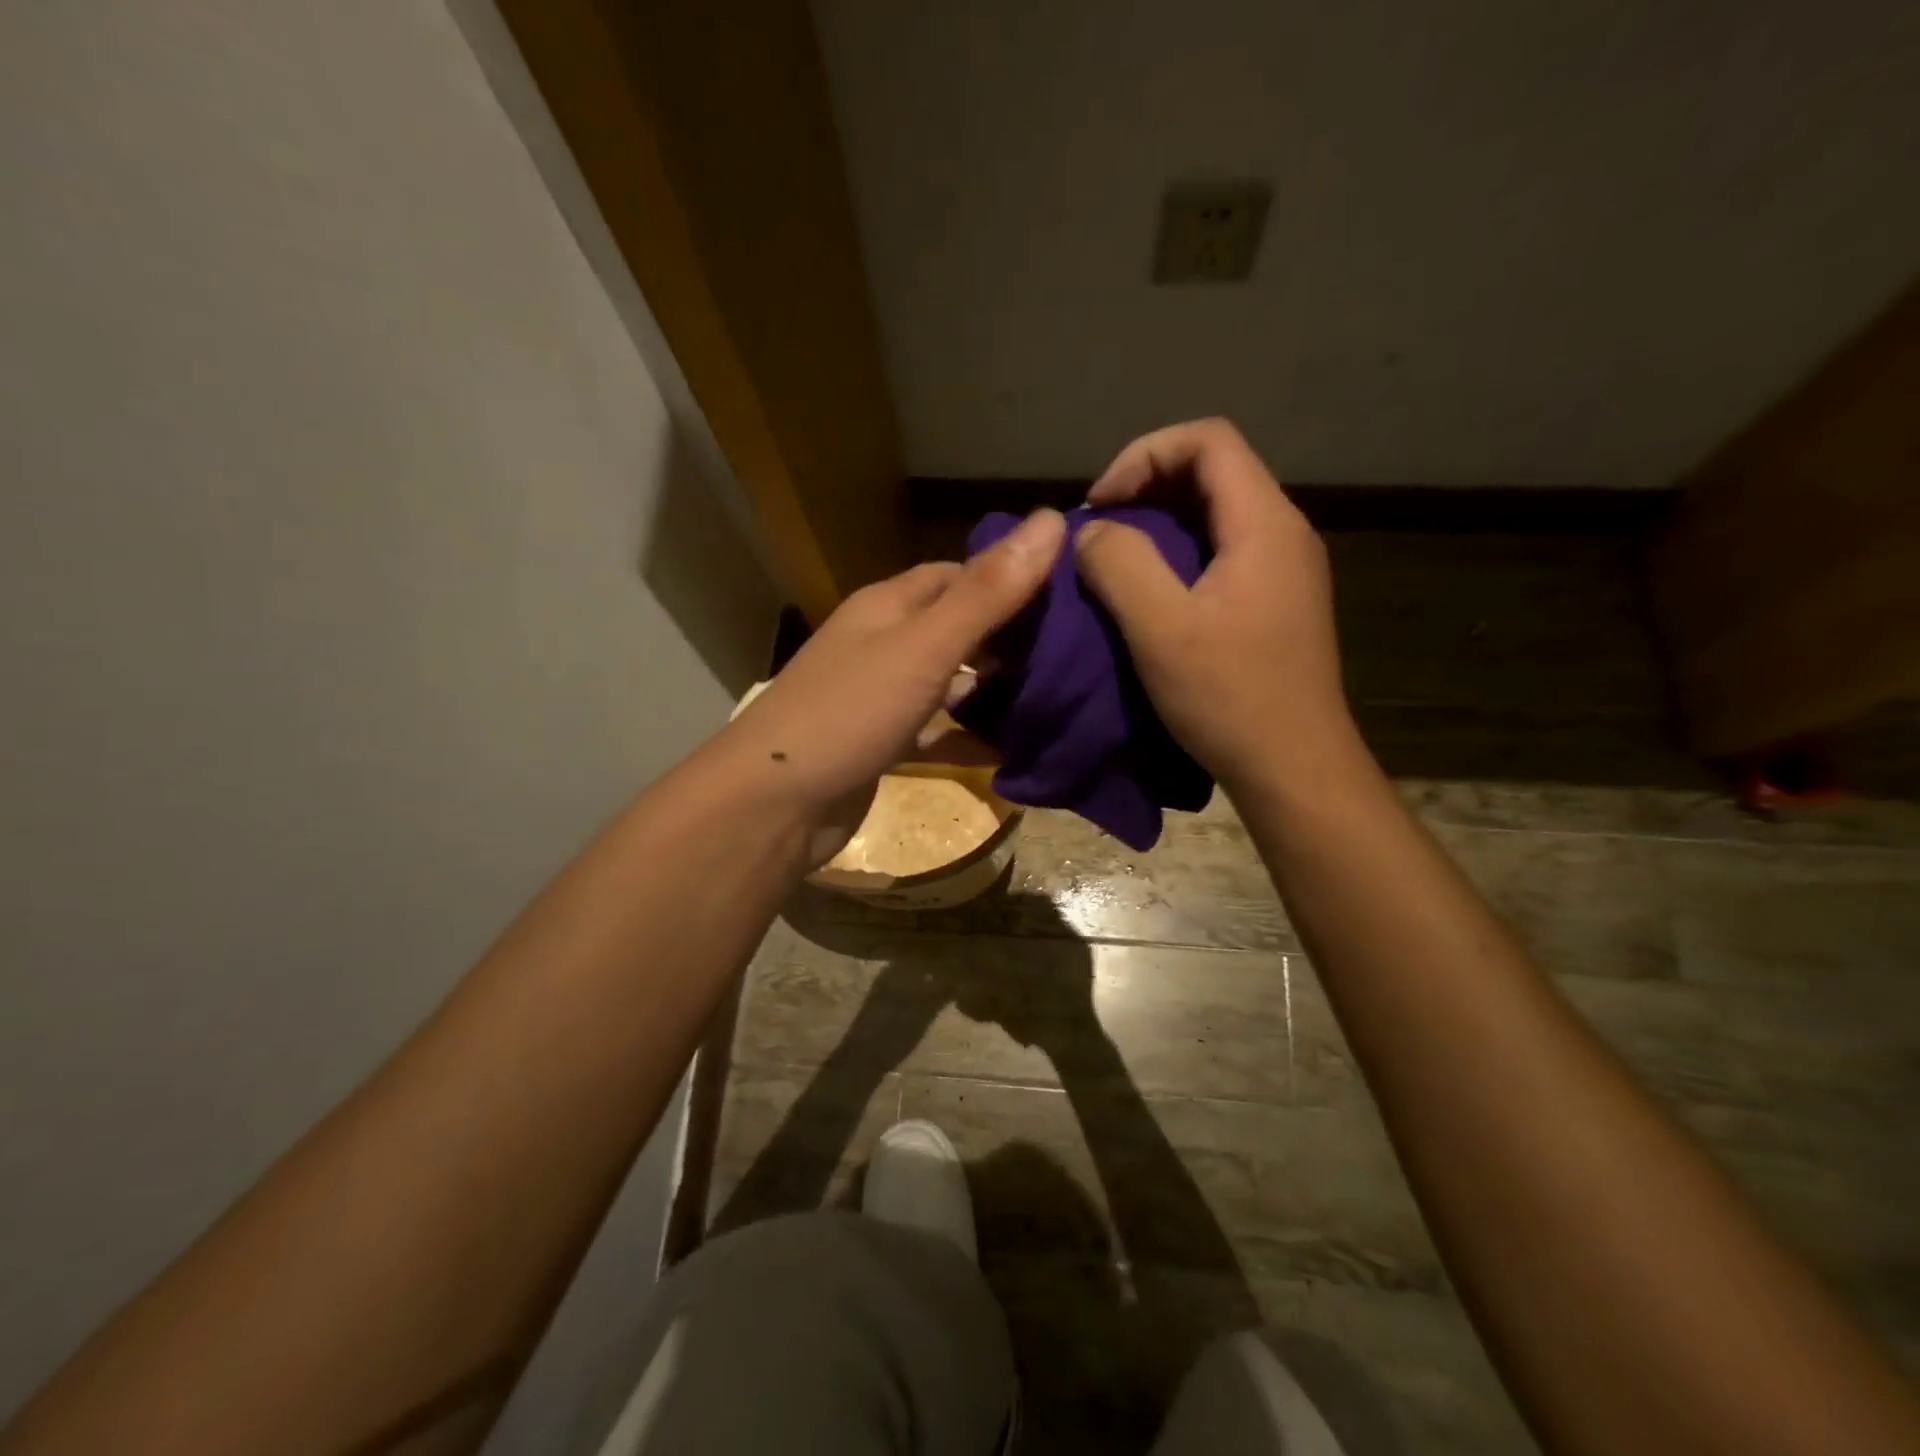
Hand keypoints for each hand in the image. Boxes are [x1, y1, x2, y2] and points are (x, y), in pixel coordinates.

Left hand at [716, 509, 1065, 867]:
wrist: (775, 805)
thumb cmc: (849, 712)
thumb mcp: (924, 647)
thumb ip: (987, 594)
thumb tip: (1051, 520)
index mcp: (888, 606)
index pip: (958, 575)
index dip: (1009, 578)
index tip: (1067, 596)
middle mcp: (883, 643)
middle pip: (956, 627)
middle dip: (1008, 637)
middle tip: (1072, 652)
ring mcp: (881, 697)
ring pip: (949, 681)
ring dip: (993, 689)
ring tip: (1057, 696)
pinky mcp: (883, 745)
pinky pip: (939, 732)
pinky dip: (972, 737)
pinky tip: (1016, 749)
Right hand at [1073, 419, 1355, 792]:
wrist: (1294, 767)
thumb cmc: (1229, 697)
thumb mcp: (1161, 628)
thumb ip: (1120, 564)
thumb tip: (1093, 531)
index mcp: (1264, 523)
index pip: (1208, 439)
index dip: (1144, 455)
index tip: (1101, 506)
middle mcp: (1284, 532)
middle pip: (1213, 471)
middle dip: (1147, 487)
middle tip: (1100, 532)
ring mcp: (1284, 569)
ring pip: (1215, 513)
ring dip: (1159, 524)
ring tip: (1114, 562)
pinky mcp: (1275, 602)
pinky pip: (1221, 551)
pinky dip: (1177, 555)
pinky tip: (1149, 595)